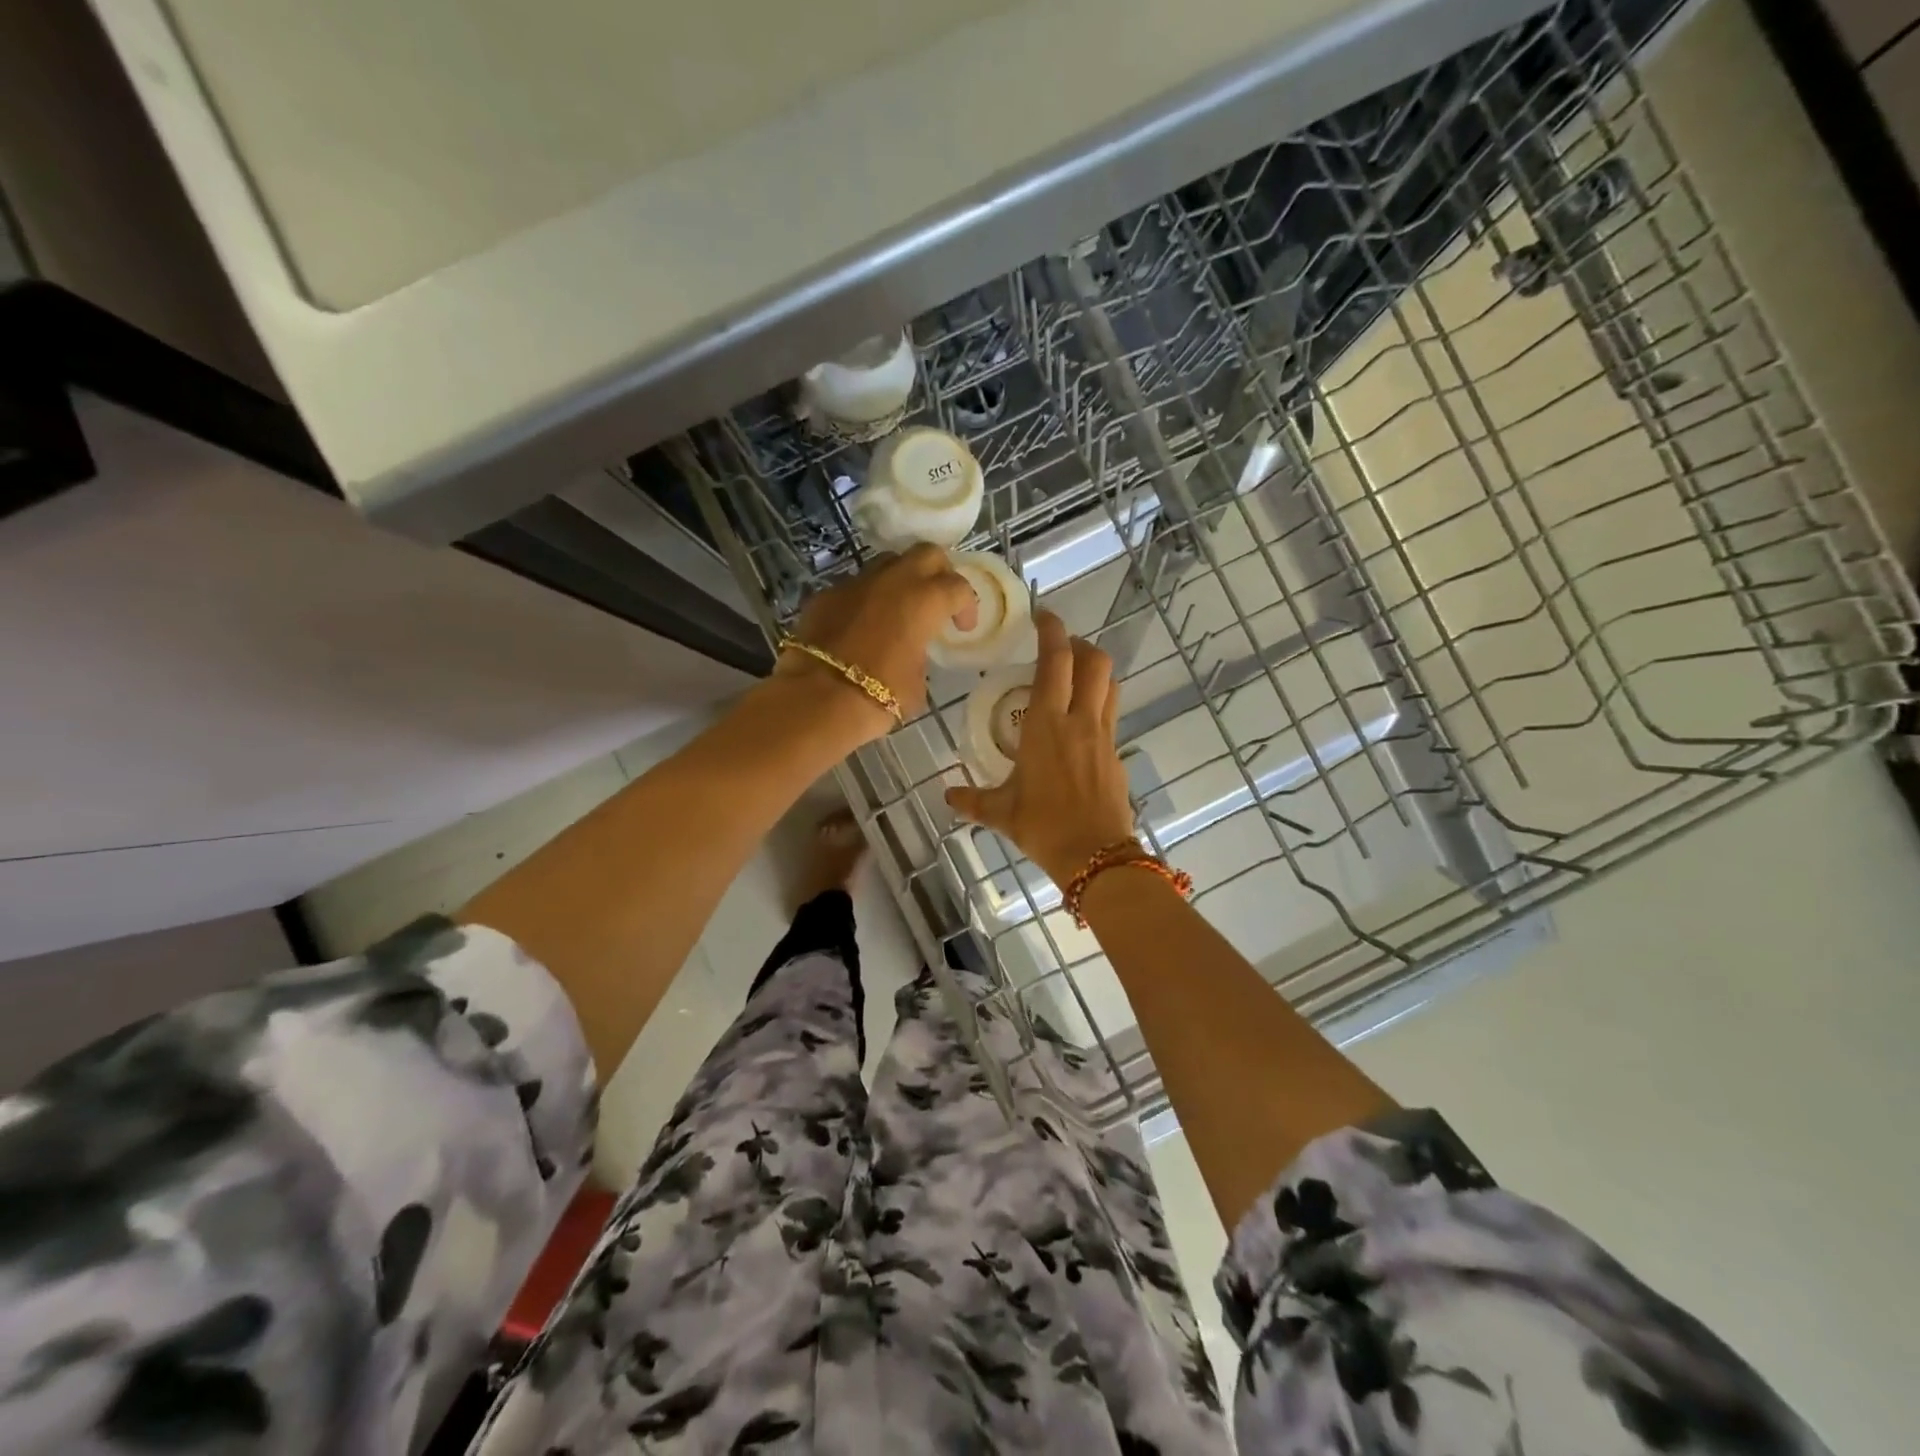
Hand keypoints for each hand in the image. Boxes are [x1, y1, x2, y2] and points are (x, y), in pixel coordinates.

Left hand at [774, 544, 977, 738]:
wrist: (818, 699)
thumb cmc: (879, 695)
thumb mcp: (917, 683)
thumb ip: (920, 655)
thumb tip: (912, 652)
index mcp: (924, 600)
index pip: (958, 587)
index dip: (967, 606)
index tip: (962, 627)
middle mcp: (892, 580)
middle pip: (926, 554)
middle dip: (938, 571)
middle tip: (938, 598)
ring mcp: (855, 583)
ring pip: (887, 564)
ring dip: (899, 580)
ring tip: (899, 608)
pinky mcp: (825, 595)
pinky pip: (853, 587)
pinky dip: (865, 599)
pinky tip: (861, 625)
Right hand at [945, 611, 1137, 884]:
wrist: (1096, 857)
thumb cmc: (1043, 827)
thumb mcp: (1001, 813)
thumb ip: (972, 800)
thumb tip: (947, 797)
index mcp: (1047, 724)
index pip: (1056, 661)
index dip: (1053, 630)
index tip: (1044, 616)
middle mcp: (1080, 721)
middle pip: (1094, 662)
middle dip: (1079, 645)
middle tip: (1059, 649)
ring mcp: (1104, 737)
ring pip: (1110, 685)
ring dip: (1095, 671)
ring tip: (1074, 678)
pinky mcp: (1117, 755)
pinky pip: (1112, 716)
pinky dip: (1099, 706)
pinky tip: (1080, 727)